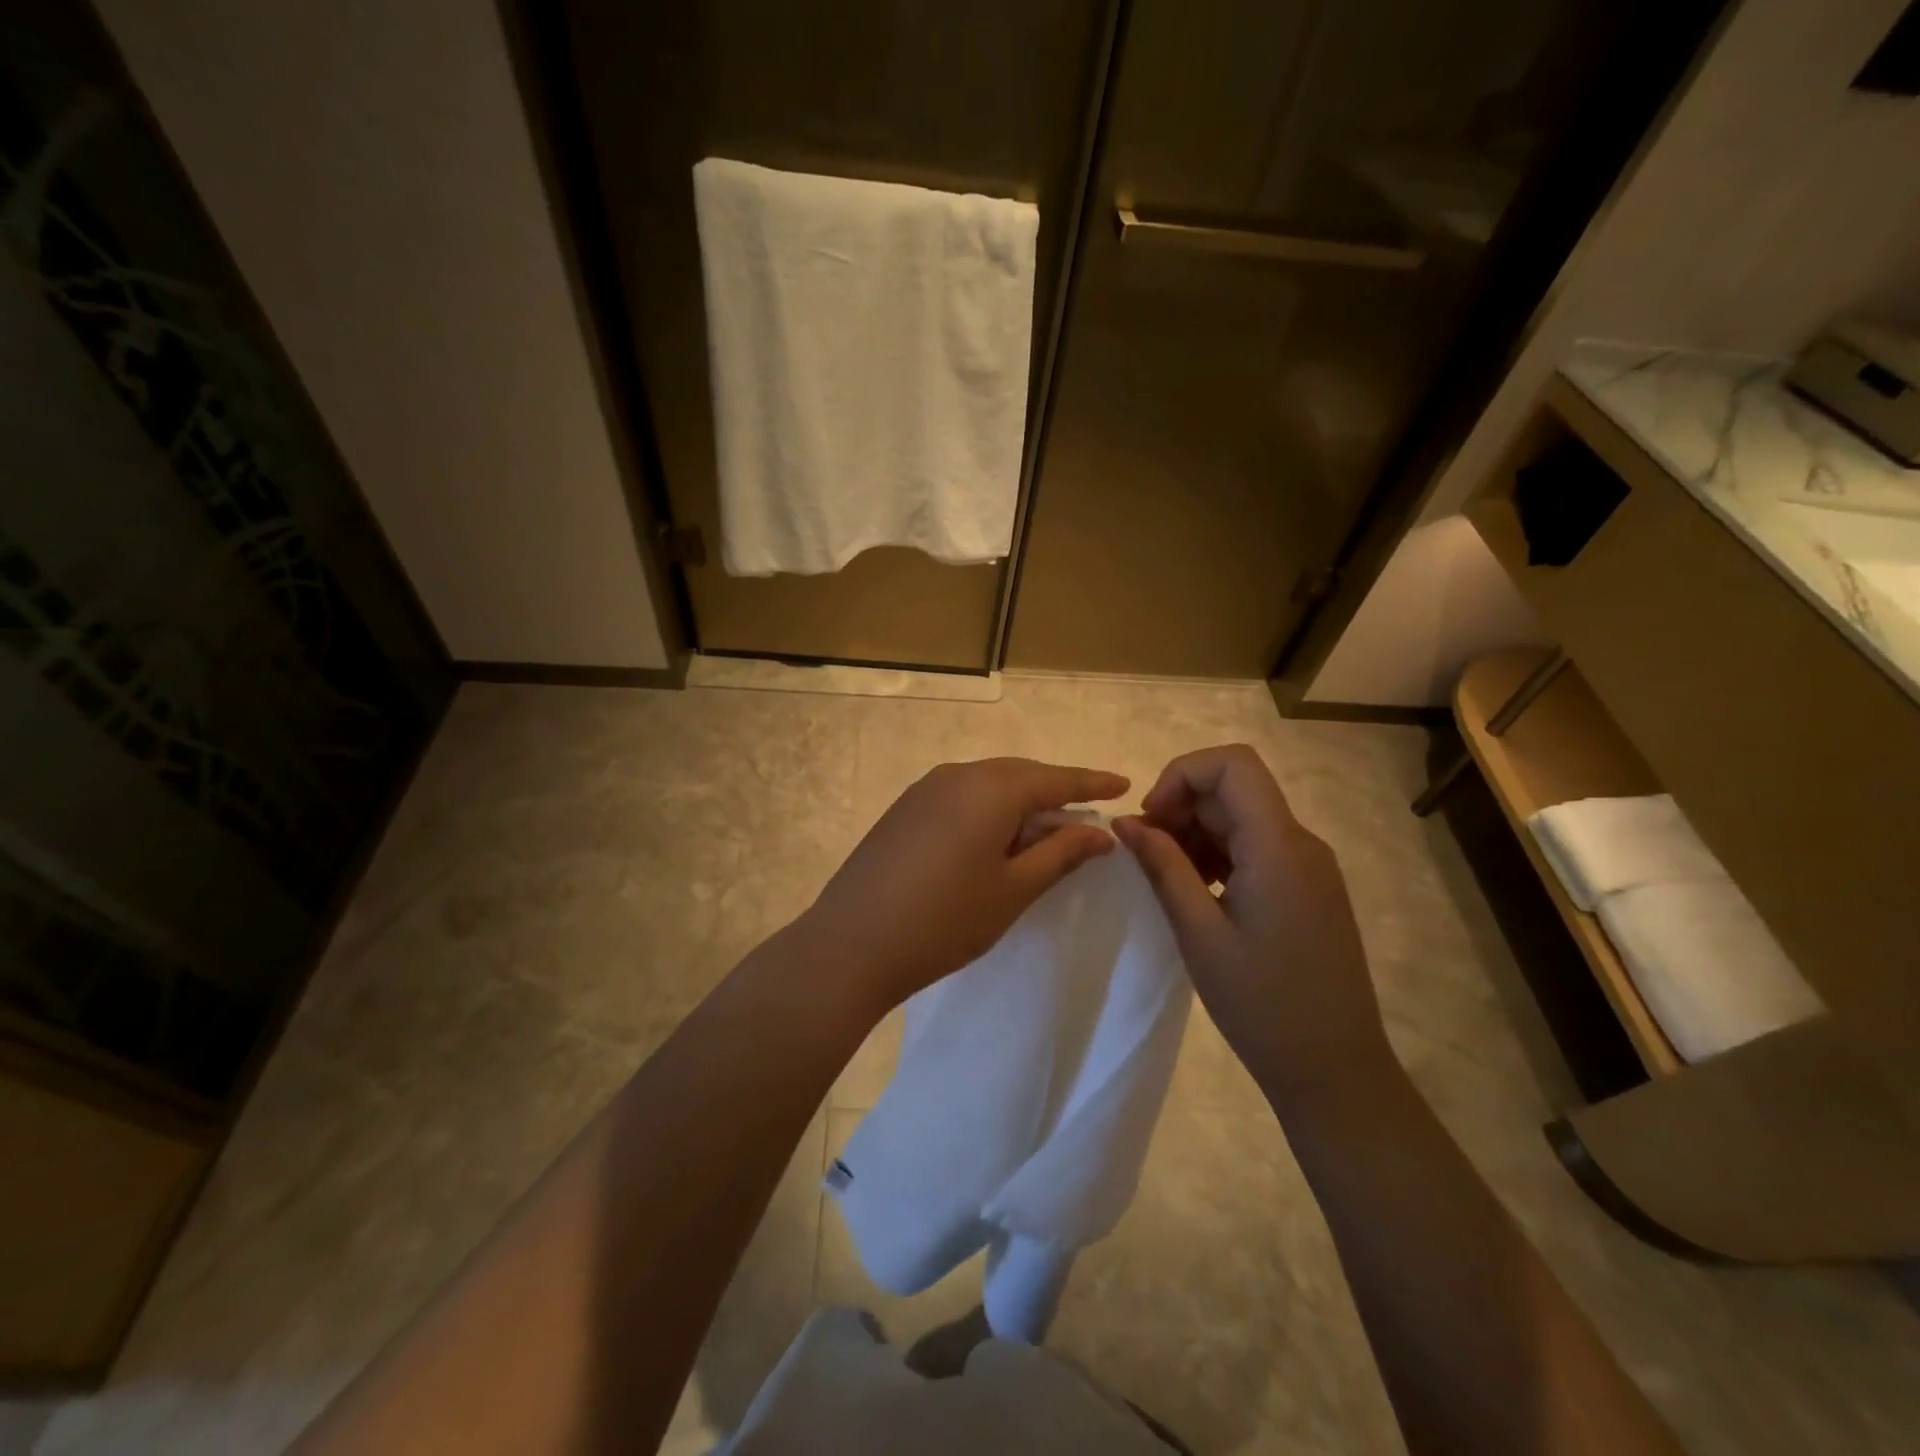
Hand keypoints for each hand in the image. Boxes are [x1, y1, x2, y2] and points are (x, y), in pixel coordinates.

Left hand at [801, 758, 1127, 1014]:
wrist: (852, 943)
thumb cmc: (945, 921)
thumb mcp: (1014, 889)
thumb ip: (1061, 853)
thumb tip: (1101, 833)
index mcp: (991, 789)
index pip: (1055, 779)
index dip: (1091, 783)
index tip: (1123, 784)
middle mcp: (957, 775)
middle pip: (1020, 775)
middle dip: (1055, 791)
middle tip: (1085, 815)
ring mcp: (925, 789)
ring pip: (988, 784)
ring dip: (1019, 801)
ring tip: (1042, 830)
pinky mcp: (904, 809)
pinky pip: (961, 796)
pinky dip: (987, 809)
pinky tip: (992, 838)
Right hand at [1112, 744, 1391, 1107]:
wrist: (1335, 1069)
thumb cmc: (1262, 1005)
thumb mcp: (1199, 933)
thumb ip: (1163, 867)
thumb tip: (1126, 823)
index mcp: (1279, 847)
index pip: (1233, 764)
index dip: (1181, 774)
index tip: (1150, 819)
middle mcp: (1301, 843)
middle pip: (1234, 789)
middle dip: (1181, 806)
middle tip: (1145, 853)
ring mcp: (1309, 865)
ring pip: (1243, 816)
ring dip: (1196, 831)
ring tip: (1165, 877)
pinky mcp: (1308, 887)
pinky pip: (1256, 846)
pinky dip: (1218, 853)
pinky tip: (1196, 891)